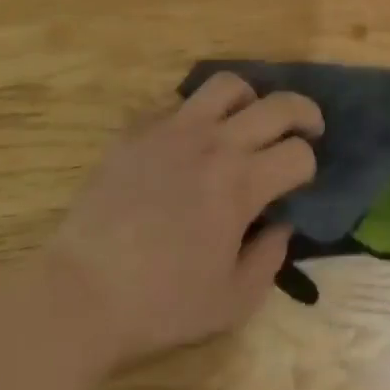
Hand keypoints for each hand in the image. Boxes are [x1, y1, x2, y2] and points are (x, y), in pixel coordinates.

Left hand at [39, 73, 321, 364]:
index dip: (309, 165)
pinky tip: (189, 140)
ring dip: (250, 98)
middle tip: (308, 126)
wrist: (80, 293)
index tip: (301, 181)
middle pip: (277, 105)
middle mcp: (215, 143)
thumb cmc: (160, 304)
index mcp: (242, 183)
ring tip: (247, 118)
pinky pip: (176, 102)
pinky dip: (195, 114)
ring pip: (227, 85)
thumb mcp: (232, 302)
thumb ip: (269, 259)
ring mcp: (173, 129)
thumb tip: (279, 225)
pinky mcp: (137, 130)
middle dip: (304, 112)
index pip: (298, 153)